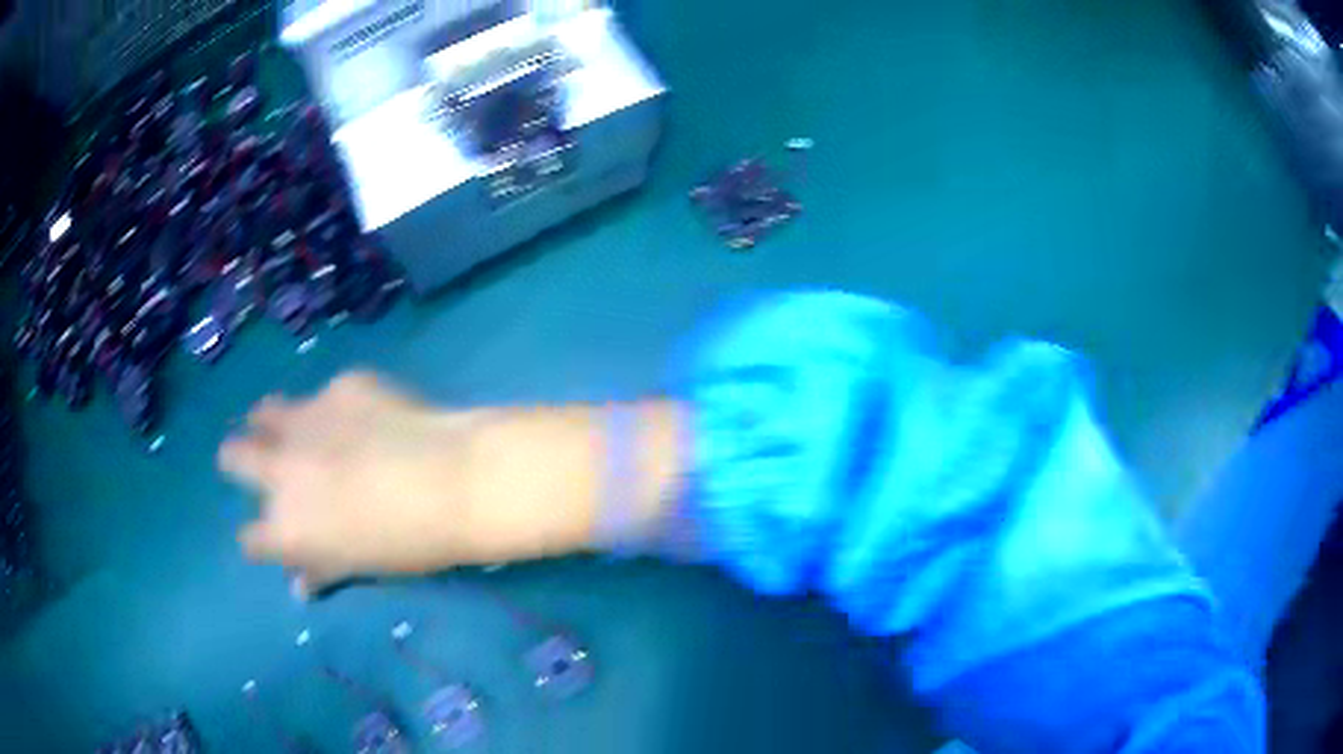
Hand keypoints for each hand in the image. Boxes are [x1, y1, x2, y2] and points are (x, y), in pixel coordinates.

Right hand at [219, 372, 496, 596]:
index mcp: (286, 527)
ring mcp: (306, 420)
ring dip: (273, 422)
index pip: (249, 539)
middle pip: (232, 457)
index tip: (270, 536)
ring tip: (297, 429)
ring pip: (265, 413)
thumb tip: (299, 587)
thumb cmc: (409, 544)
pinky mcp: (339, 388)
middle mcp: (280, 470)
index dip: (258, 540)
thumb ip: (321, 571)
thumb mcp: (361, 567)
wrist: (453, 482)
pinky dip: (337, 408)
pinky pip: (326, 396)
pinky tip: (369, 416)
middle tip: (262, 465)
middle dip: (240, 461)